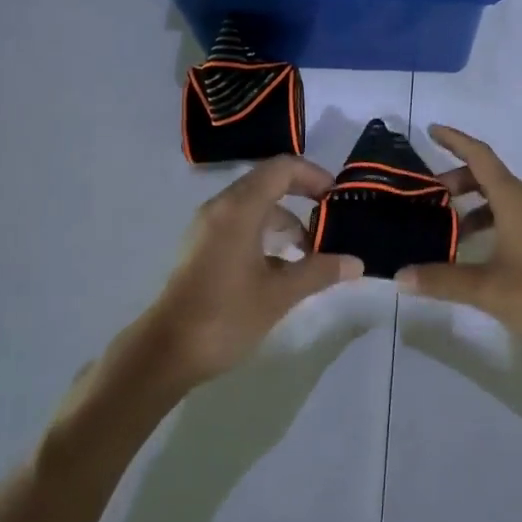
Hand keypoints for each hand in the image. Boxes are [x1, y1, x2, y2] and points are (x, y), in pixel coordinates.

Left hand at [142, 157, 363, 389]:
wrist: (165, 353)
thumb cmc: (225, 316)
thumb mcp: (280, 294)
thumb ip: (320, 271)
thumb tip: (356, 263)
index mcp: (239, 208)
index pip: (282, 168)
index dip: (313, 175)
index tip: (336, 197)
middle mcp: (221, 207)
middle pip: (268, 182)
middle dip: (302, 195)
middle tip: (330, 218)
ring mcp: (208, 227)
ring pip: (255, 205)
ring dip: (285, 219)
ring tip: (311, 250)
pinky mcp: (202, 247)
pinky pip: (241, 223)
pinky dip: (266, 233)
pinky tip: (282, 266)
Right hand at [398, 126, 521, 356]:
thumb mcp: (489, 289)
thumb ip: (443, 280)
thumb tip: (401, 275)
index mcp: (515, 201)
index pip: (480, 157)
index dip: (455, 140)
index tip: (431, 130)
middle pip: (489, 178)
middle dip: (457, 181)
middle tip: (427, 200)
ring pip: (501, 202)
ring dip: (472, 209)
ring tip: (445, 233)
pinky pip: (512, 221)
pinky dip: (489, 227)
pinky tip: (476, 257)